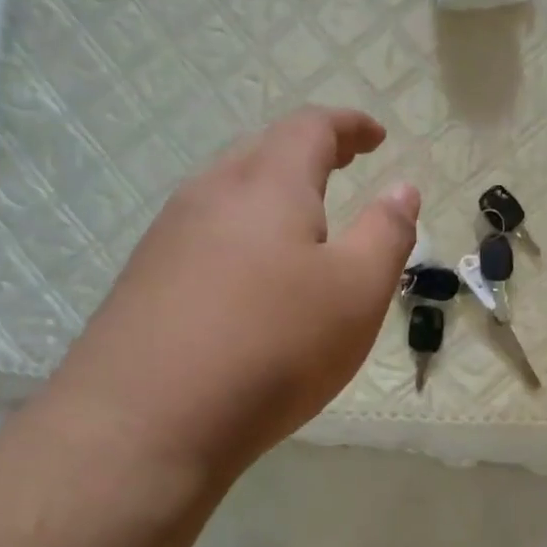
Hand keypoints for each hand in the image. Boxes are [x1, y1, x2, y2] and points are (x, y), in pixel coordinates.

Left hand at [47, 108, 419, 484]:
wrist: (148, 420)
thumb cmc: (273, 346)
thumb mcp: (356, 293)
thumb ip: (386, 234)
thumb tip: (402, 188)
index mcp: (268, 185)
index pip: (310, 128)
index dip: (348, 126)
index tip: (376, 135)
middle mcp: (210, 195)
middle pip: (262, 153)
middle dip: (308, 153)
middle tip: (342, 167)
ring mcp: (168, 237)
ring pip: (228, 196)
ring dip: (270, 196)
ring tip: (300, 224)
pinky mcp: (144, 281)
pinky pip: (204, 238)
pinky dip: (241, 238)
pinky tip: (248, 279)